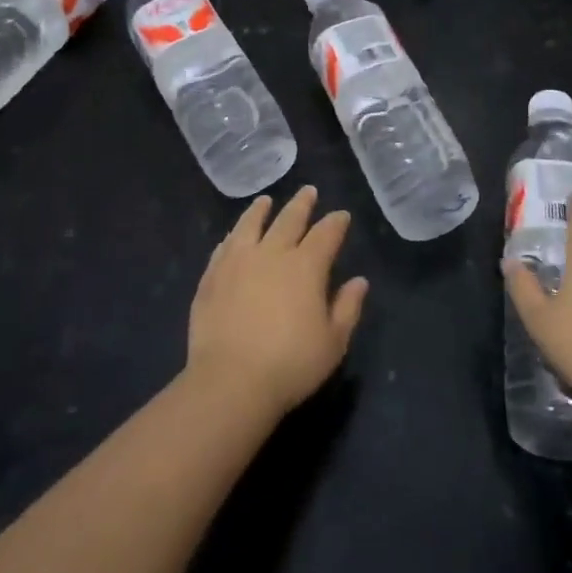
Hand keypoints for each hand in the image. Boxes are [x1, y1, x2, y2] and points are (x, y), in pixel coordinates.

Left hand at [187, 187, 368, 418]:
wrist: (230, 381)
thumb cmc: (290, 364)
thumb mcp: (333, 342)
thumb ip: (348, 307)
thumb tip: (359, 281)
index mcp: (306, 266)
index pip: (326, 234)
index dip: (336, 222)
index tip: (341, 215)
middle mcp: (273, 253)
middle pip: (289, 219)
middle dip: (302, 204)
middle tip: (309, 191)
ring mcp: (238, 262)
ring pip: (251, 224)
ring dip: (261, 210)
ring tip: (265, 200)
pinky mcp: (212, 277)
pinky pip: (224, 247)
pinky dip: (233, 236)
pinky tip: (233, 236)